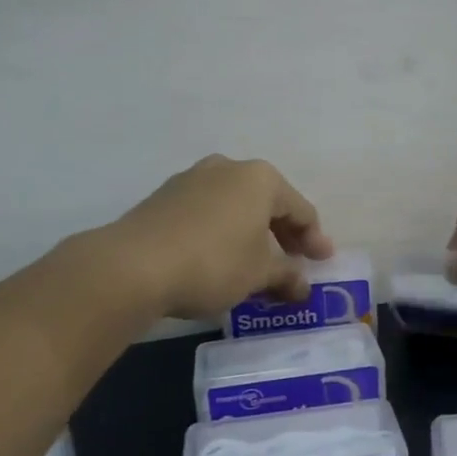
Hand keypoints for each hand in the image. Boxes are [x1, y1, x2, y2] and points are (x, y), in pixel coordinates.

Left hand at [112, 156, 333, 318]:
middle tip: (294, 263)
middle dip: (283, 235)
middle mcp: (227, 169)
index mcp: (260, 178)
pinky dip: (221, 234)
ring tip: (256, 266)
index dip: (314, 239)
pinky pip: (206, 215)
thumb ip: (286, 276)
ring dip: (250, 236)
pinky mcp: (163, 199)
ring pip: (234, 208)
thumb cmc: (213, 263)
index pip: (300, 209)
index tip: (322, 263)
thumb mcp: (258, 274)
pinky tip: (220, 260)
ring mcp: (191, 180)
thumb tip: (302, 286)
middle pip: (267, 203)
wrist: (133, 266)